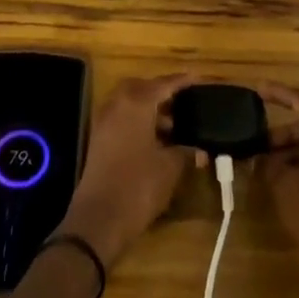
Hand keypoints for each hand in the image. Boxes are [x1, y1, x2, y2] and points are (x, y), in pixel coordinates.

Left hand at [55, 74, 195, 269]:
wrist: (99, 219)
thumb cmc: (139, 186)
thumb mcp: (170, 168)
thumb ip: (186, 151)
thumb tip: (200, 150)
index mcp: (136, 103)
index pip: (163, 84)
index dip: (182, 82)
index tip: (197, 78)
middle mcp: (117, 105)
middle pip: (142, 88)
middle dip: (161, 92)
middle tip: (183, 102)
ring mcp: (104, 122)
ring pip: (129, 104)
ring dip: (149, 109)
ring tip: (174, 126)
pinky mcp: (98, 140)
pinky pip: (121, 119)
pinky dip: (138, 122)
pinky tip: (155, 141)